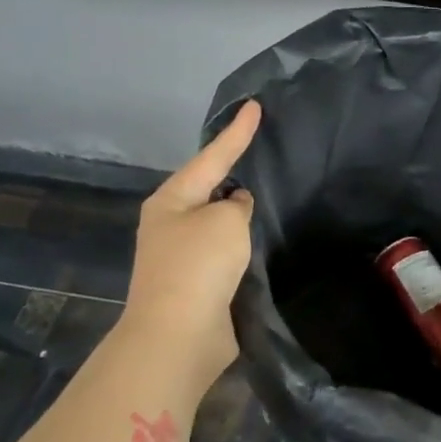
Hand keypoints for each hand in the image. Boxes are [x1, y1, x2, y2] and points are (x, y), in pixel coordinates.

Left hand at [122, 101, 260, 382]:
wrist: (178, 336)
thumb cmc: (198, 266)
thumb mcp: (225, 221)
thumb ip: (236, 205)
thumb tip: (235, 208)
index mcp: (172, 199)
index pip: (212, 156)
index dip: (237, 132)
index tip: (255, 105)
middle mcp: (171, 222)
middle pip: (209, 187)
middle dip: (233, 171)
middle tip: (262, 148)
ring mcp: (181, 255)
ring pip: (217, 221)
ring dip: (238, 211)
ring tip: (268, 191)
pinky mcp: (197, 283)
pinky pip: (224, 251)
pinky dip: (242, 242)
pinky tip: (262, 238)